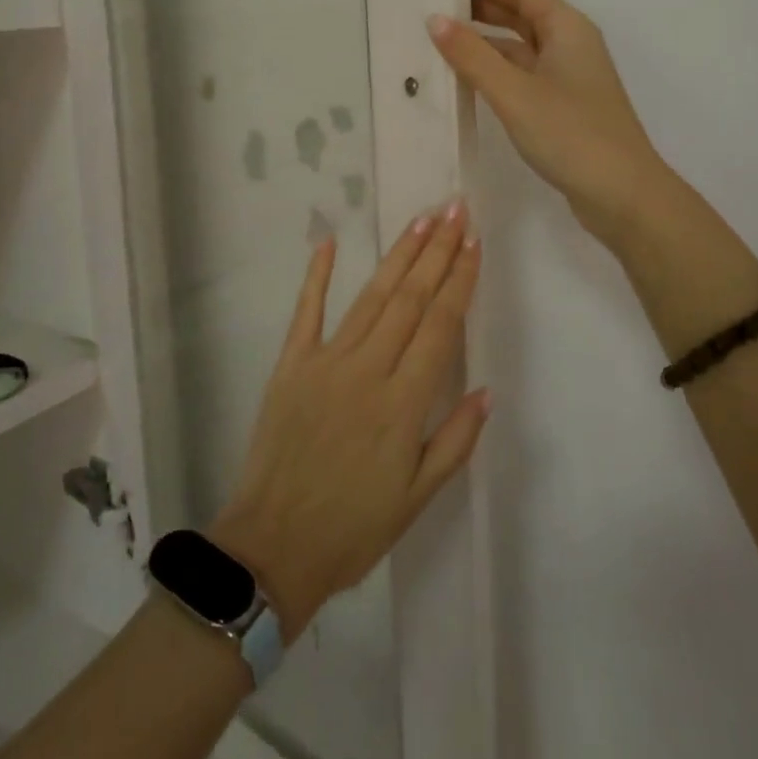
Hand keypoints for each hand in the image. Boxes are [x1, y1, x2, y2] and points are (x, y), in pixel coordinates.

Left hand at [210, 203, 487, 636]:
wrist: (272, 549)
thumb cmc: (354, 530)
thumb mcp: (417, 499)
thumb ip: (455, 440)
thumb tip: (485, 389)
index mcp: (403, 403)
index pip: (440, 326)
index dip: (460, 280)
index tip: (474, 242)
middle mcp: (368, 370)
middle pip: (409, 299)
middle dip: (436, 251)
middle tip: (454, 209)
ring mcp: (325, 362)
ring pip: (370, 298)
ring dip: (398, 256)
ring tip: (420, 220)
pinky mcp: (291, 365)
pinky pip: (306, 312)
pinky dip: (318, 276)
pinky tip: (330, 242)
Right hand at [430, 0, 668, 247]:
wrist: (622, 195)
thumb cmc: (570, 134)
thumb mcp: (514, 92)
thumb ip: (473, 56)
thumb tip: (436, 19)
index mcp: (566, 28)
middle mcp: (569, 45)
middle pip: (521, 14)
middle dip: (481, 6)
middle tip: (434, 1)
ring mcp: (567, 77)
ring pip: (519, 47)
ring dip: (484, 41)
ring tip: (440, 37)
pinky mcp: (561, 106)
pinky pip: (521, 75)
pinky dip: (494, 71)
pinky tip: (466, 78)